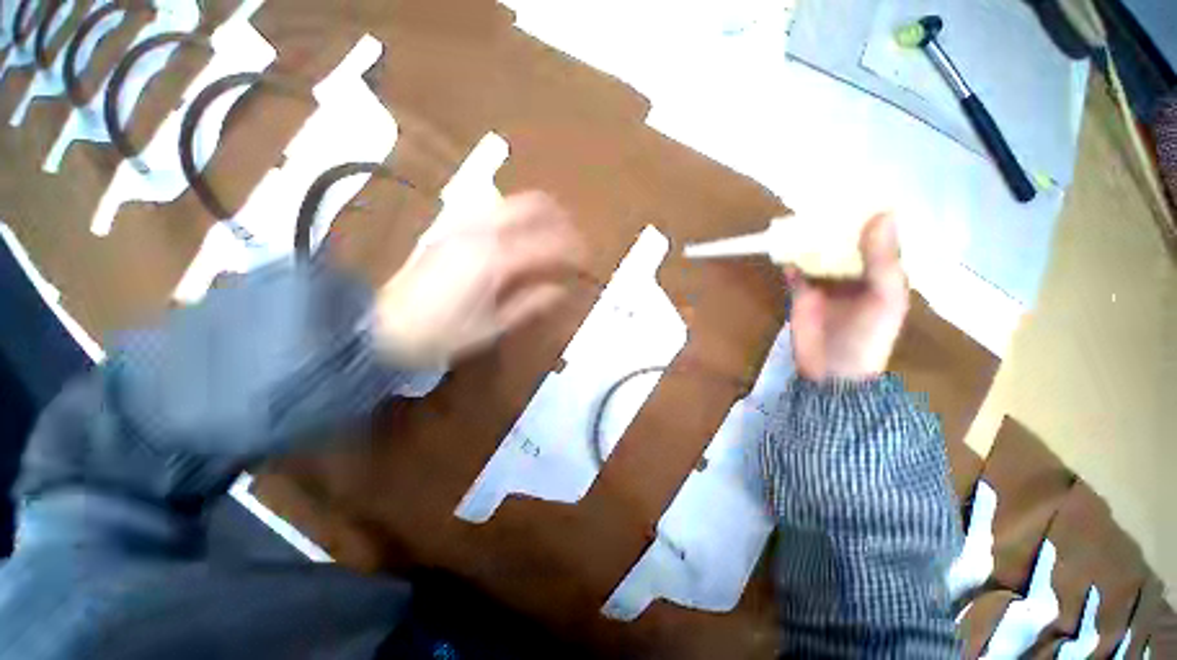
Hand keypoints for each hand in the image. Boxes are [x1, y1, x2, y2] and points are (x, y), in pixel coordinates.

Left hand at [373, 191, 585, 367]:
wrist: (383, 326)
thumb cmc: (443, 334)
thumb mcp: (493, 326)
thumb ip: (531, 303)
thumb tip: (561, 289)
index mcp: (494, 259)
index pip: (548, 244)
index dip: (573, 250)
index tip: (587, 261)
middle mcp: (480, 231)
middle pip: (532, 205)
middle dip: (561, 218)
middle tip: (575, 238)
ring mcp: (461, 223)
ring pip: (512, 200)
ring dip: (539, 213)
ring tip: (554, 232)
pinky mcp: (450, 226)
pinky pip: (492, 208)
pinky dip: (516, 215)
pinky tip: (521, 233)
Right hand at [786, 213, 908, 381]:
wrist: (832, 371)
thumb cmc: (867, 337)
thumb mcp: (884, 298)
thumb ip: (882, 260)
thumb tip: (882, 213)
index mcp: (882, 272)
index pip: (879, 237)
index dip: (871, 215)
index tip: (860, 190)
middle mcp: (855, 272)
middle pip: (845, 242)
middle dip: (835, 223)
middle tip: (823, 199)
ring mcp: (826, 283)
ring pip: (818, 253)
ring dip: (810, 239)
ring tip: (801, 218)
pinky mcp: (801, 293)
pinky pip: (795, 271)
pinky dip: (790, 260)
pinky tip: (783, 248)